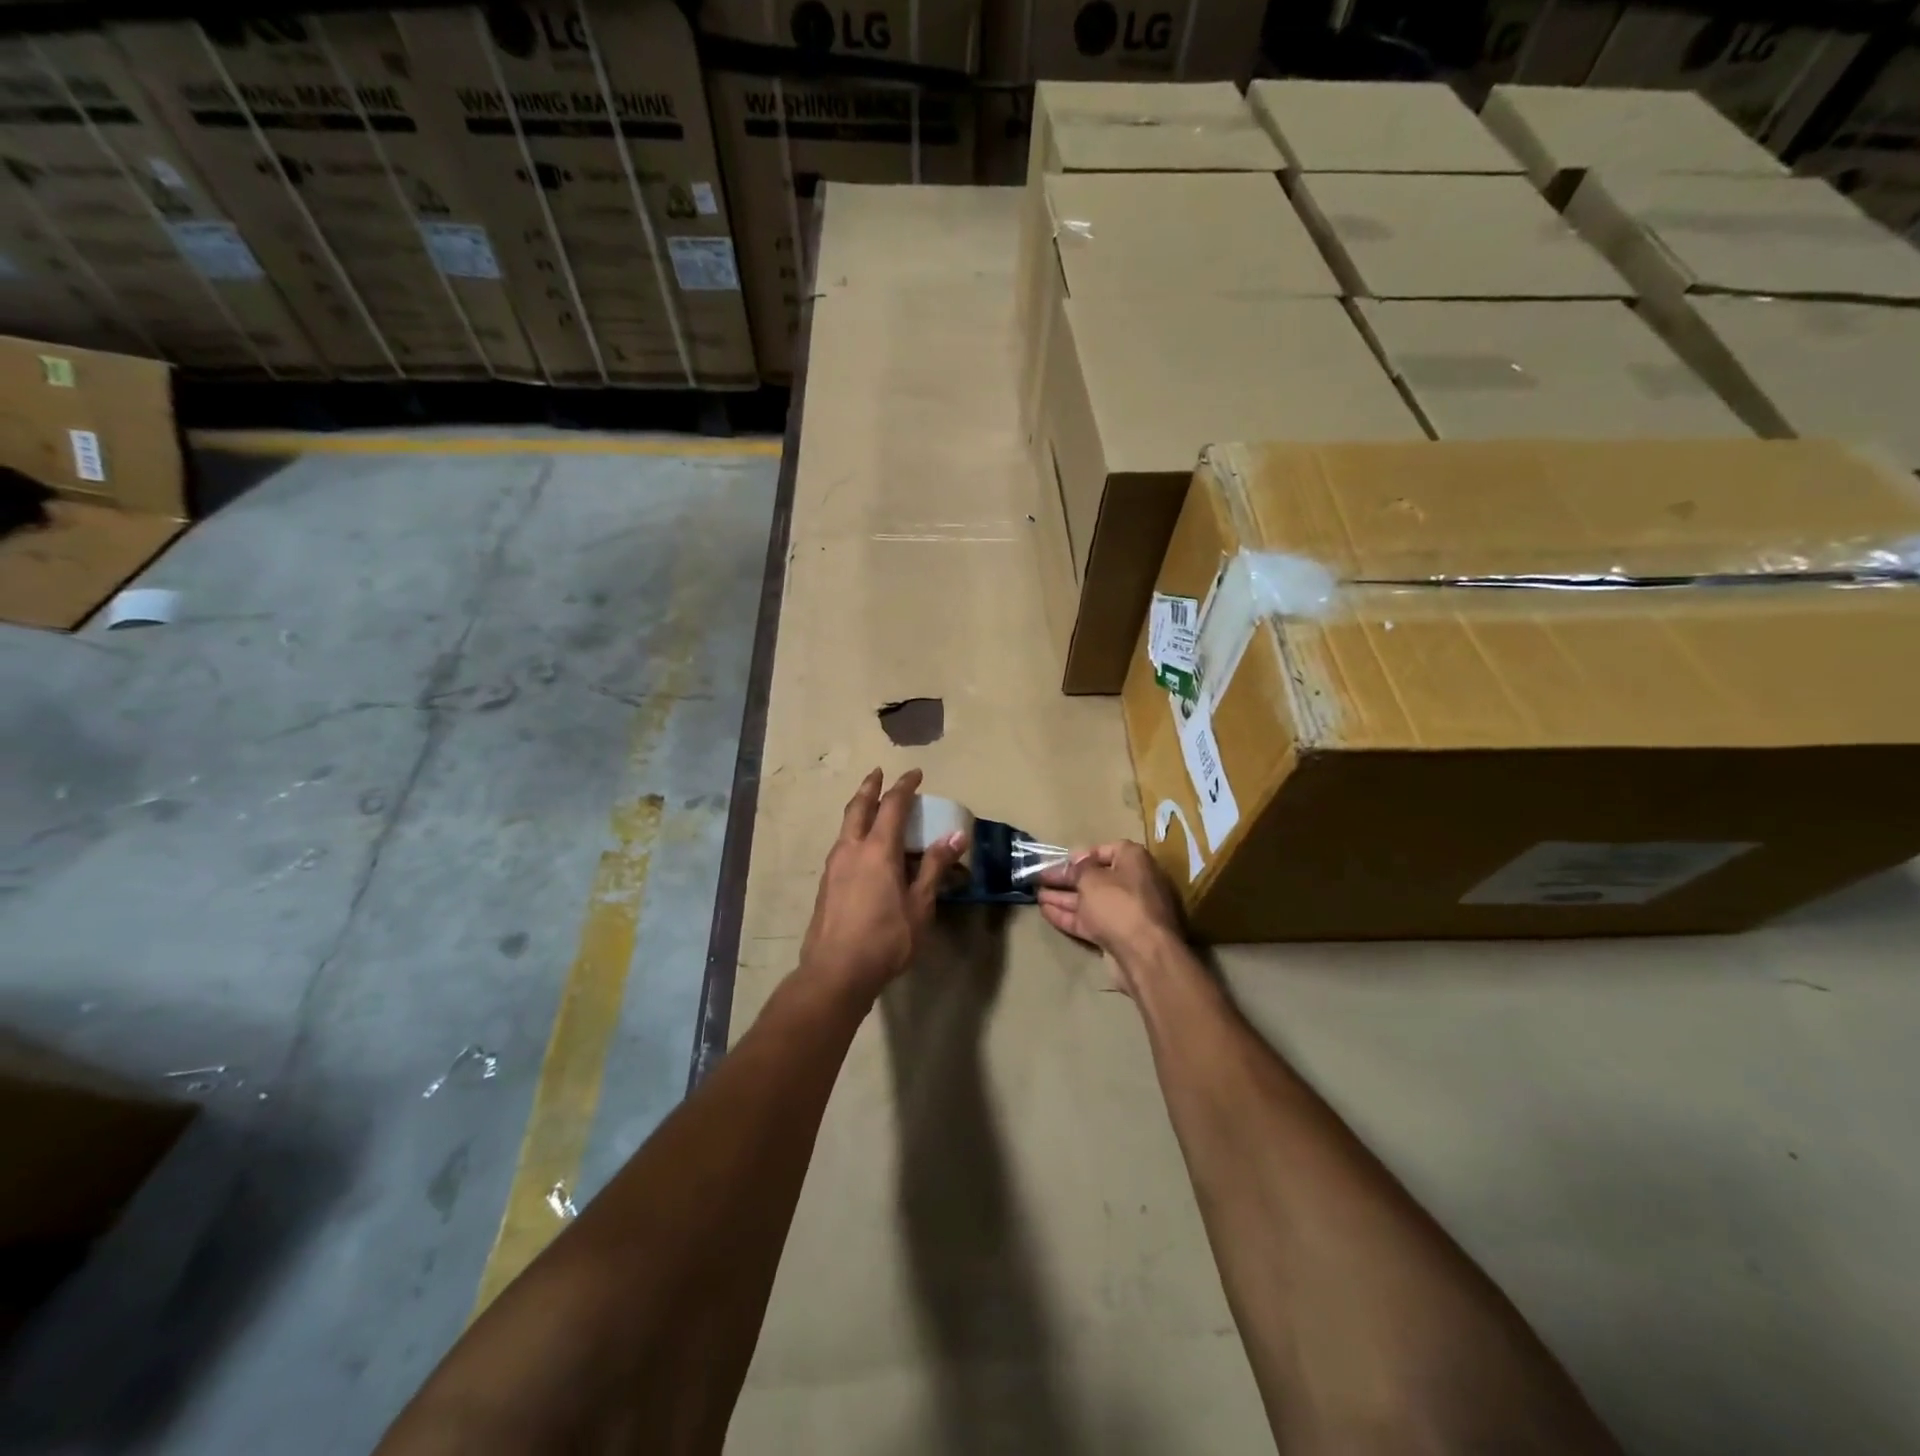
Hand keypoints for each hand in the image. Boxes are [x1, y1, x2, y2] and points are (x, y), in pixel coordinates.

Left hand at [799, 768, 964, 1003]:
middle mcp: (852, 849)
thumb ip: (935, 868)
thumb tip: (956, 836)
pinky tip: (862, 848)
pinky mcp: (826, 884)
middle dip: (870, 787)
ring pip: (846, 826)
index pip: (893, 806)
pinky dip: (855, 833)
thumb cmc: (886, 939)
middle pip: (859, 807)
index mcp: (878, 850)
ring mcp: (834, 866)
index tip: (915, 774)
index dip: (905, 787)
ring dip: (859, 809)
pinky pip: (843, 845)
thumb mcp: (920, 905)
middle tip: (878, 773)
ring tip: (871, 807)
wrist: (835, 972)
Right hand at [1037, 842, 1182, 996]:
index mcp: (1134, 861)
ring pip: (1090, 901)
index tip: (1062, 861)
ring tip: (1036, 894)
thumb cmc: (1119, 904)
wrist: (1145, 954)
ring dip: (1064, 897)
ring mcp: (1126, 912)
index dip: (1083, 855)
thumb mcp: (1092, 878)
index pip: (1107, 850)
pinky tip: (1045, 911)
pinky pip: (1090, 920)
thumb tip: (1078, 860)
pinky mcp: (1118, 935)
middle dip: (1067, 879)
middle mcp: (1133, 883)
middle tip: (1040, 878)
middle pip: (1095, 877)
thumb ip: (1080, 868)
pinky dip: (1069, 916)